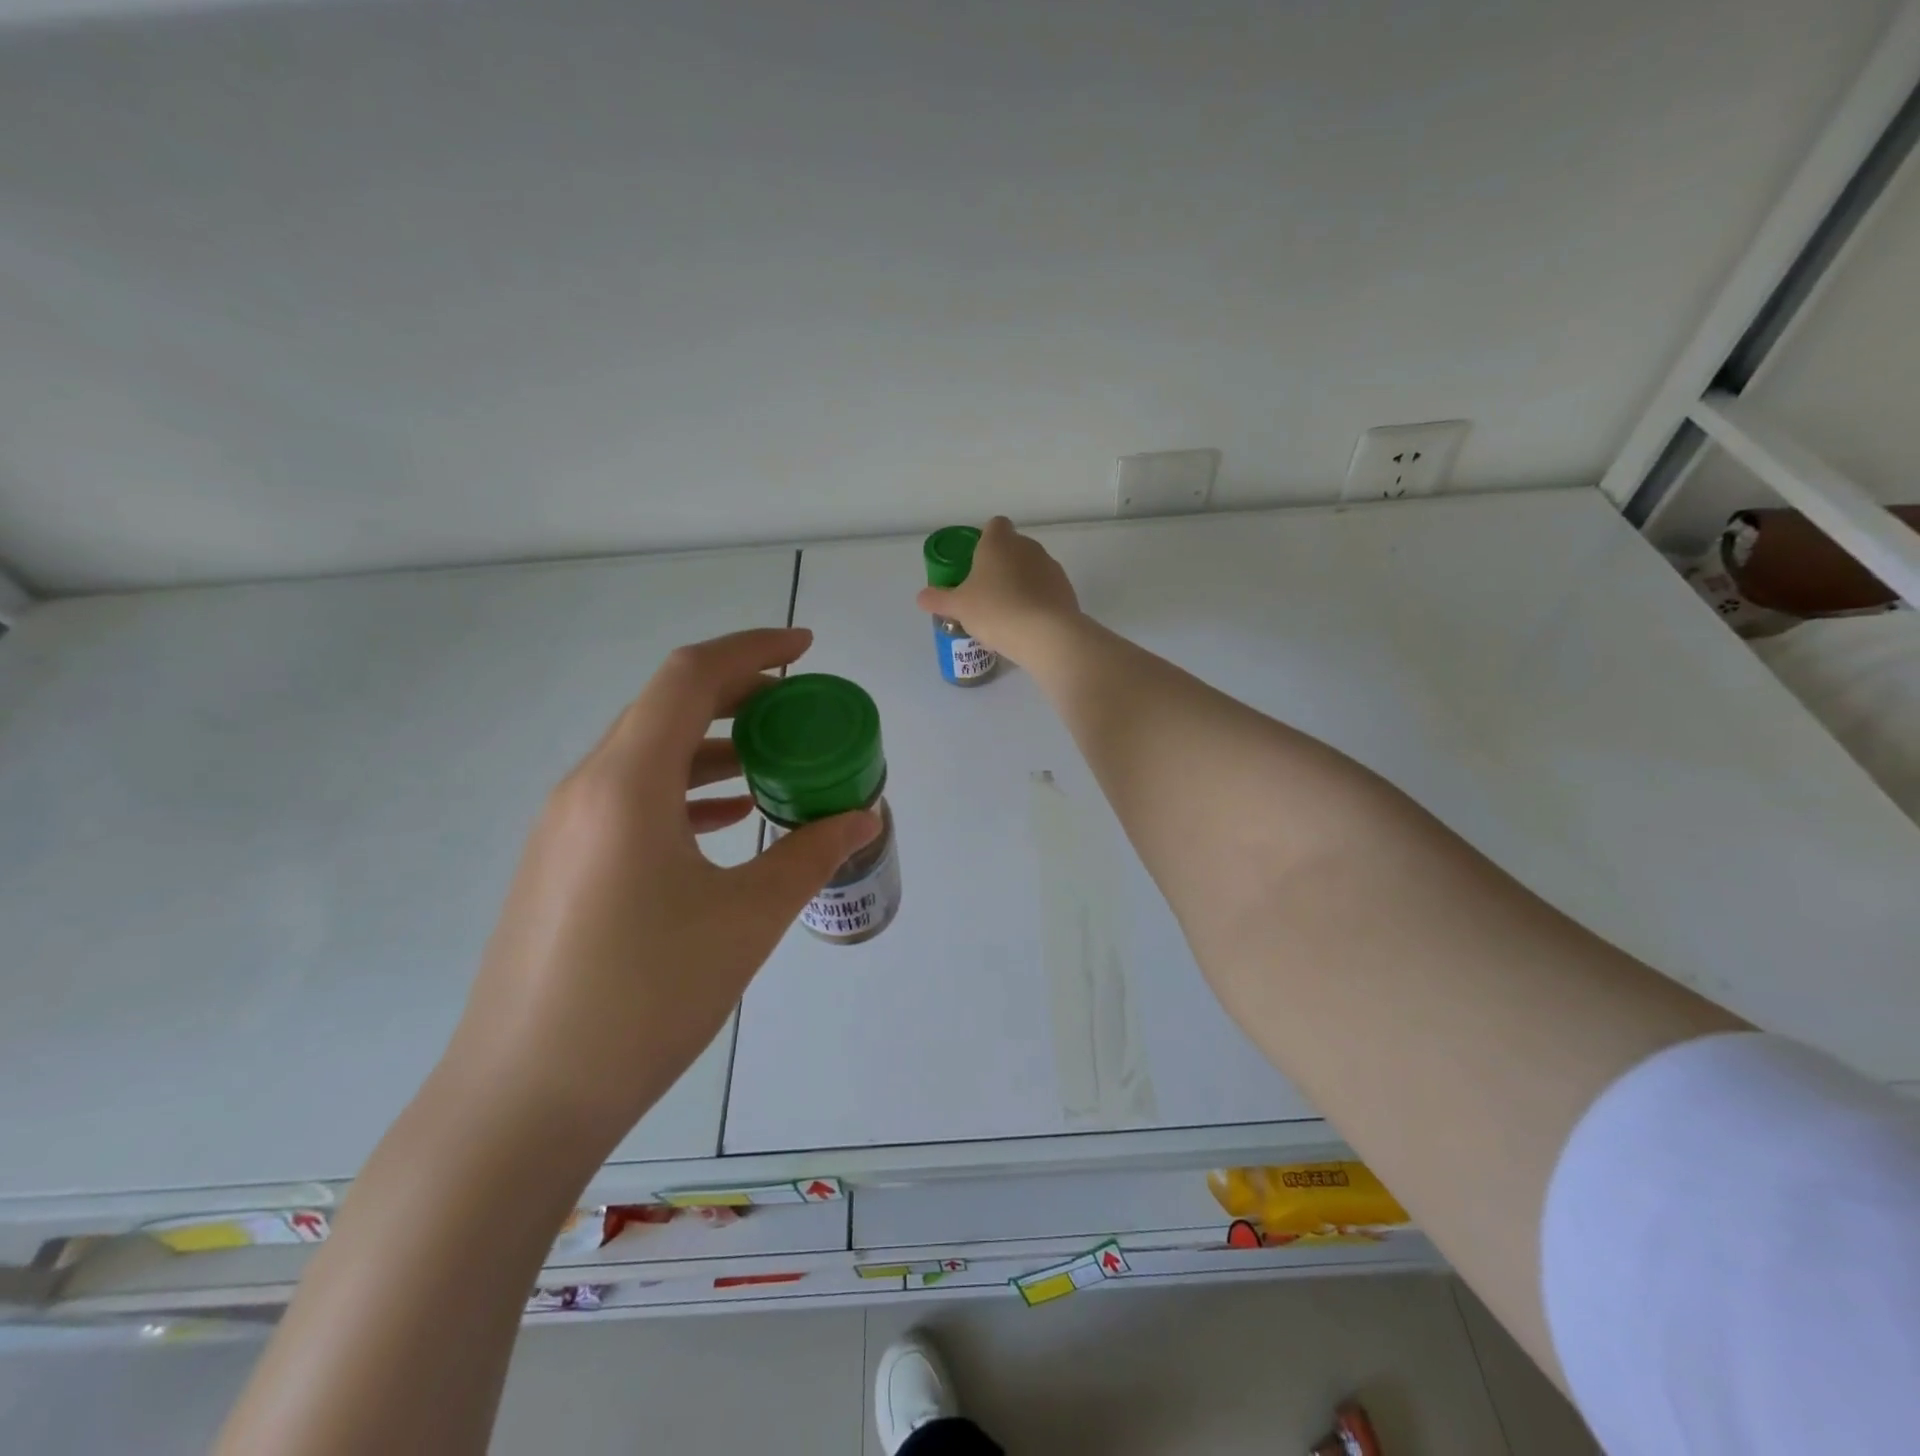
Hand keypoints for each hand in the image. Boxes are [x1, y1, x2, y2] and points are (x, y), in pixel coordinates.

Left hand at [444, 628, 879, 1156]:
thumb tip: (862, 816)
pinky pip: (632, 798)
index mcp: (627, 783)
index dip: (752, 649)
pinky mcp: (563, 863)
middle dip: (739, 694)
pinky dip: (686, 789)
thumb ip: (810, 853)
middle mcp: (587, 788)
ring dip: (713, 745)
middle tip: (799, 707)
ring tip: (774, 761)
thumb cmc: (644, 998)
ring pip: (649, 754)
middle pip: (667, 707)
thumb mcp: (747, 919)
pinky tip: (727, 818)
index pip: (691, 678)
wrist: (522, 1100)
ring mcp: (567, 827)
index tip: (805, 649)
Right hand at [914, 516, 1079, 661]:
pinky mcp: (1066, 588)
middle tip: (985, 593)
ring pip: (1030, 569)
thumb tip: (921, 597)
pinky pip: (1045, 589)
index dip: (984, 540)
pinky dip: (1037, 600)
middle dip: (1000, 565)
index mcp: (999, 542)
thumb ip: (939, 599)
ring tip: (1007, 613)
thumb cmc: (996, 610)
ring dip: (1020, 583)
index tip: (975, 563)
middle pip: (1012, 548)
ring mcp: (1050, 566)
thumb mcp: (959, 607)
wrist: (1046, 634)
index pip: (994, 525)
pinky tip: (1027, 624)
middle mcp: (1027, 546)